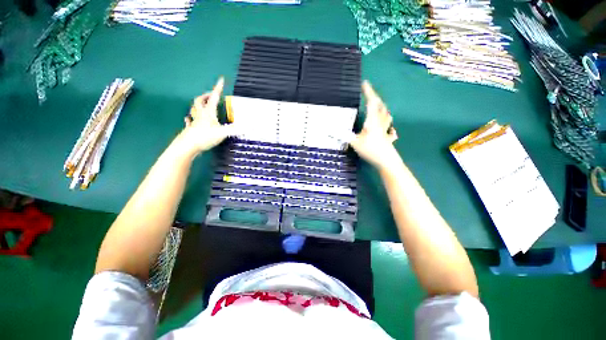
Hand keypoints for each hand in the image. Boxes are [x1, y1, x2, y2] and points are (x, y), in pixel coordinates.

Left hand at [180, 77, 236, 155]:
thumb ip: (235, 129)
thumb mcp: (223, 133)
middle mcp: (201, 114)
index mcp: (209, 112)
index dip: (218, 88)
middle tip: (210, 95)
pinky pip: (189, 121)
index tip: (221, 79)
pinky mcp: (191, 129)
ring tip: (201, 104)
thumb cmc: (205, 136)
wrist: (188, 146)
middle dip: (205, 96)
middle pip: (200, 100)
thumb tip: (249, 127)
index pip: (214, 97)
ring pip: (194, 109)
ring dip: (198, 105)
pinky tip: (189, 119)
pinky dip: (190, 118)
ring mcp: (195, 121)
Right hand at [349, 81, 397, 169]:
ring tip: (377, 105)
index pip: (371, 102)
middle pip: (380, 106)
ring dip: (381, 107)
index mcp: (372, 120)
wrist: (387, 161)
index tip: (364, 83)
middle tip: (369, 94)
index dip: (368, 92)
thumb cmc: (371, 150)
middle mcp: (380, 122)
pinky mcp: (387, 136)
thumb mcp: (354, 143)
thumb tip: (329, 130)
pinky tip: (387, 126)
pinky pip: (388, 126)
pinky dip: (386, 122)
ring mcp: (385, 129)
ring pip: (386, 115)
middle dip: (375, 98)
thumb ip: (343, 135)